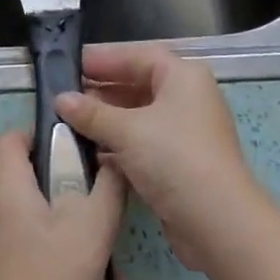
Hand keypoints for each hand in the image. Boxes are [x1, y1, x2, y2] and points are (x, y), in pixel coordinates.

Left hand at [0, 129, 124, 279]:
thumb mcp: (92, 230)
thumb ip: (108, 188)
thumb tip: (114, 161)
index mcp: (2, 187)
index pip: (12, 137)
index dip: (43, 136)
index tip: (76, 155)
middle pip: (19, 176)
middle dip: (58, 184)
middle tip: (93, 208)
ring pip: (20, 213)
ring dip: (53, 221)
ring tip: (88, 251)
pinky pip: (12, 243)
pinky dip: (39, 248)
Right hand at [55, 43, 266, 273]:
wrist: (218, 223)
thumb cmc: (174, 159)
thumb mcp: (127, 130)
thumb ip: (92, 113)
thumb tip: (60, 99)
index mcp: (182, 77)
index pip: (137, 56)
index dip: (103, 58)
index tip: (70, 64)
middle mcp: (187, 98)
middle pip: (138, 84)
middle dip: (102, 90)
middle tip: (64, 96)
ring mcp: (185, 132)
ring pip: (139, 117)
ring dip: (107, 120)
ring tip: (69, 123)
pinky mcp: (180, 163)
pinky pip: (143, 143)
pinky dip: (119, 144)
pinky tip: (90, 152)